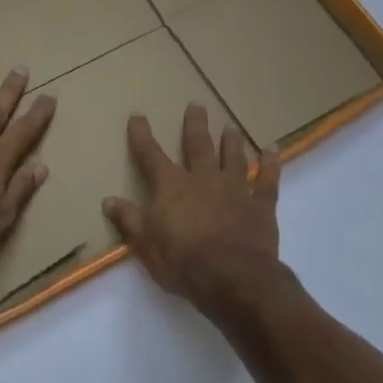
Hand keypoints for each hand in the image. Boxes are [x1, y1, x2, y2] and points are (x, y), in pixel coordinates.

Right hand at [103, 104, 283, 312]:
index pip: (151, 155)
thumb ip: (129, 220)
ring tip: (230, 126)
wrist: (233, 277)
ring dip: (231, 141)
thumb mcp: (145, 244)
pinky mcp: (261, 204)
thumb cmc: (183, 262)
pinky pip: (267, 179)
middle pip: (198, 145)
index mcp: (172, 187)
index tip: (138, 116)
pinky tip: (274, 149)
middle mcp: (203, 179)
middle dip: (195, 125)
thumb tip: (108, 200)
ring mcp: (235, 189)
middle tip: (196, 105)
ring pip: (232, 157)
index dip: (142, 135)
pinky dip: (271, 164)